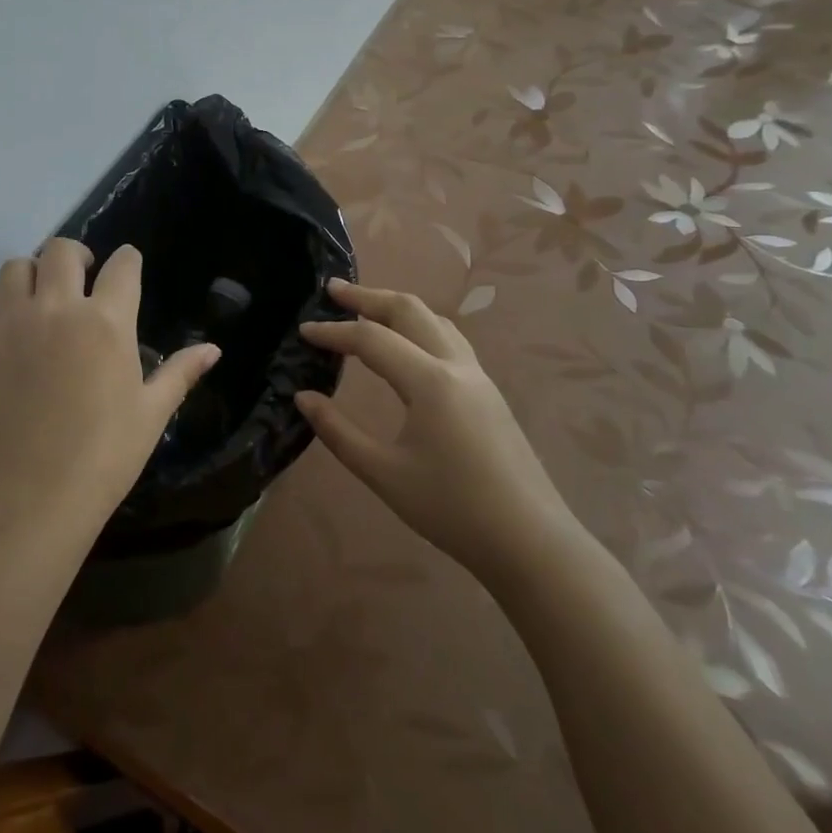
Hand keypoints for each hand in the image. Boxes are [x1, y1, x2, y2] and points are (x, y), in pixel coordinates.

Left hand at [0, 239, 219, 541]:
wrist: (32, 495)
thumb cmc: (104, 456)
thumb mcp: (151, 414)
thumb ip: (180, 373)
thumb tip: (214, 349)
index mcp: (108, 322)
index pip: (123, 266)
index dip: (128, 260)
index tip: (127, 264)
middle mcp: (59, 308)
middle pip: (62, 250)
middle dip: (77, 255)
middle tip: (81, 276)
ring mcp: (12, 322)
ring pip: (16, 266)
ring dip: (32, 272)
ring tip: (39, 295)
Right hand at [296, 278, 579, 582]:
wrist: (530, 541)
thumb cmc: (452, 509)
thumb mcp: (384, 473)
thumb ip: (338, 432)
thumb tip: (303, 397)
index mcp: (430, 381)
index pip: (371, 340)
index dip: (333, 332)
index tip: (302, 331)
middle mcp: (456, 366)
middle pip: (409, 310)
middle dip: (368, 296)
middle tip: (332, 291)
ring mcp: (478, 376)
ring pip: (434, 320)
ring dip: (396, 307)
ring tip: (366, 308)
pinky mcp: (488, 392)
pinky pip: (448, 339)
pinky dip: (418, 326)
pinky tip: (407, 344)